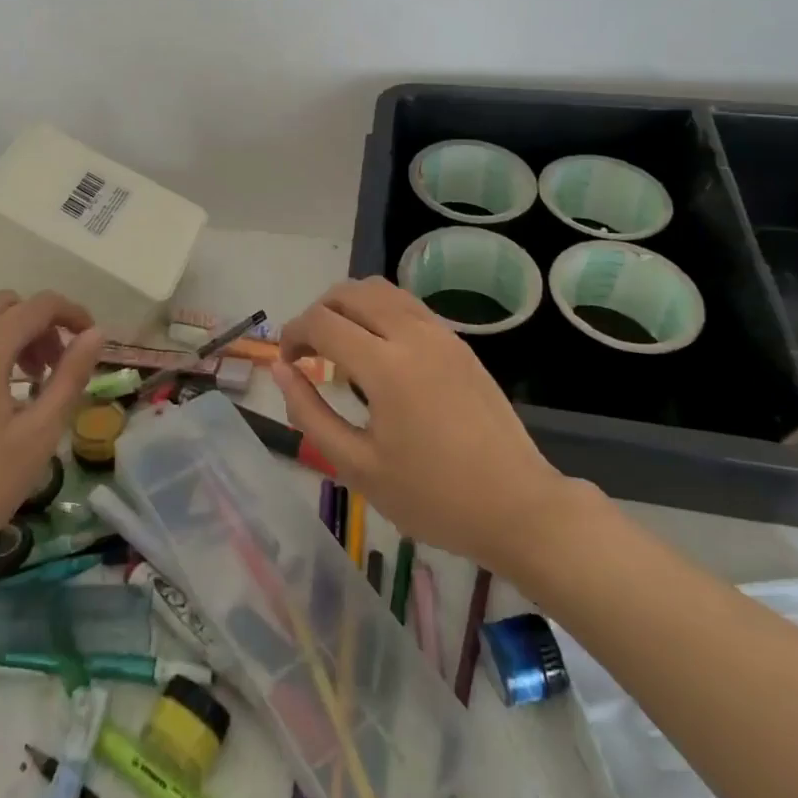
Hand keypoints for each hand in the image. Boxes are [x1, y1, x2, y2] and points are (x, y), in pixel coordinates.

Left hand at [0, 290, 102, 574]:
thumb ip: (70, 378)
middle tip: (55, 367)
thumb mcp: (38, 435)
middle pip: (7, 305)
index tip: (91, 341)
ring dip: (11, 336)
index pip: (40, 304)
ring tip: (28, 385)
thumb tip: (96, 334)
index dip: (72, 313)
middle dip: (40, 324)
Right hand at [270, 277, 575, 572]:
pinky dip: (378, 311)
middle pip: (349, 292)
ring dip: (349, 306)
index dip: (293, 334)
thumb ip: (311, 414)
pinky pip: (406, 304)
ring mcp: (440, 333)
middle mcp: (412, 334)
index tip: (286, 363)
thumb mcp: (358, 467)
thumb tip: (280, 371)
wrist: (518, 507)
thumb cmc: (433, 497)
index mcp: (385, 366)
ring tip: (340, 346)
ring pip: (380, 290)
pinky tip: (378, 351)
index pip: (321, 322)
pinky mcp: (458, 342)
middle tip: (309, 353)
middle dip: (317, 313)